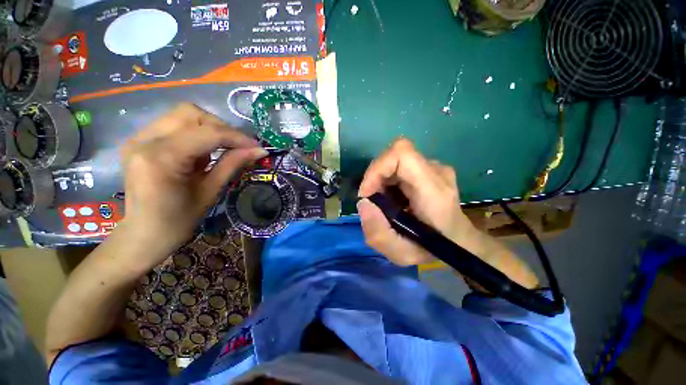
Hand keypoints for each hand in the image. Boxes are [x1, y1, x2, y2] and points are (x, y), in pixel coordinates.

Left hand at [119, 103, 265, 262]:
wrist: (143, 234)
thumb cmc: (178, 221)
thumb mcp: (211, 192)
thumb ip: (233, 164)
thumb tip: (259, 151)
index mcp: (161, 158)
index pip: (207, 133)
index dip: (237, 137)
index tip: (257, 147)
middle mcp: (144, 140)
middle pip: (191, 113)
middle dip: (221, 128)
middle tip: (238, 147)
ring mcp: (138, 138)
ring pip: (182, 116)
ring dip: (209, 130)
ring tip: (219, 152)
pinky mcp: (139, 141)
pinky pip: (174, 125)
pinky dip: (196, 135)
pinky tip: (201, 154)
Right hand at [358, 138, 475, 265]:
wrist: (460, 243)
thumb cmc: (434, 251)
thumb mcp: (402, 254)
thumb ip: (378, 233)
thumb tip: (363, 203)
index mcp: (433, 190)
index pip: (401, 154)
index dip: (376, 169)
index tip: (367, 193)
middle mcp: (437, 172)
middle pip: (395, 155)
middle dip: (375, 177)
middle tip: (374, 202)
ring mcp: (436, 168)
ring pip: (397, 160)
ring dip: (381, 179)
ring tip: (384, 203)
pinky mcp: (431, 169)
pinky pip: (402, 166)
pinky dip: (389, 180)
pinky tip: (394, 198)